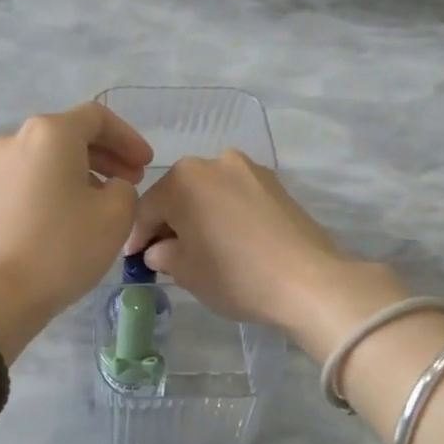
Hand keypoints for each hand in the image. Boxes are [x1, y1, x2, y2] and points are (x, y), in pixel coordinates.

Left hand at [0, 103, 152, 360]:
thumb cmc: (61, 249)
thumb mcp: (116, 217)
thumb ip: (125, 189)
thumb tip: (108, 188)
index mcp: (49, 133)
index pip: (97, 118)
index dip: (128, 138)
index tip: (146, 164)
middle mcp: (14, 139)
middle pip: (67, 135)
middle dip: (104, 156)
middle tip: (130, 182)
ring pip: (44, 160)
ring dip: (77, 173)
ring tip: (99, 204)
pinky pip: (24, 181)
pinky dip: (50, 189)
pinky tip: (62, 219)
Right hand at [125, 152, 405, 356]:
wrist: (308, 280)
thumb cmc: (234, 275)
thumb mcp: (185, 272)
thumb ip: (162, 254)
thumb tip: (160, 249)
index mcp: (184, 178)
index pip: (148, 208)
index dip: (138, 236)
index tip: (135, 260)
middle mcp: (215, 162)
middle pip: (179, 194)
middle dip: (169, 223)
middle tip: (165, 254)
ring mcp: (250, 169)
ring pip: (209, 193)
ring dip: (199, 216)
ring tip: (201, 248)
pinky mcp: (276, 184)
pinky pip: (237, 197)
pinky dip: (226, 215)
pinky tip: (231, 241)